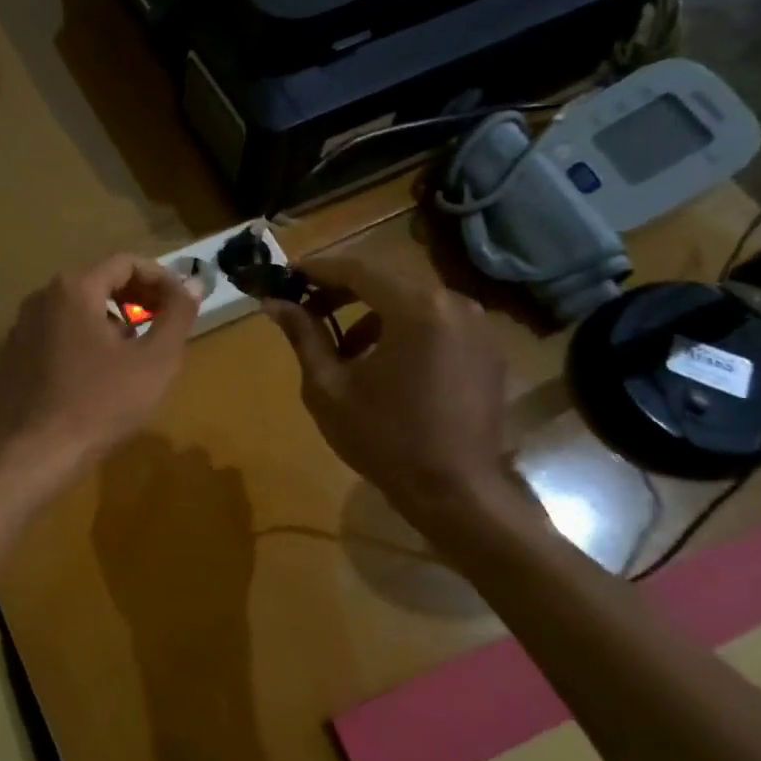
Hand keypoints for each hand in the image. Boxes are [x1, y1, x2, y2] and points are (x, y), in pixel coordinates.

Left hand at [0, 254, 201, 489]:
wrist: (34, 455)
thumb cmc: (101, 404)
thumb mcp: (155, 361)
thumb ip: (178, 315)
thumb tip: (191, 283)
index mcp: (74, 289)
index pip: (126, 263)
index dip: (161, 279)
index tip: (182, 304)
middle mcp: (41, 297)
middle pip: (98, 282)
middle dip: (136, 299)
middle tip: (162, 328)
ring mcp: (21, 327)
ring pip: (76, 310)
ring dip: (110, 321)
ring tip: (131, 356)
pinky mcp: (12, 356)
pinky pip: (56, 334)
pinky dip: (82, 341)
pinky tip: (94, 377)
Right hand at [262, 245, 520, 537]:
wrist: (456, 491)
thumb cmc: (384, 439)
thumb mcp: (329, 388)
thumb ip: (304, 336)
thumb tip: (273, 303)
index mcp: (415, 308)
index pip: (358, 269)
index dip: (318, 269)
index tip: (286, 274)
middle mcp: (454, 303)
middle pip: (387, 280)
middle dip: (343, 290)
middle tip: (306, 306)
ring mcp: (478, 326)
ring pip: (413, 302)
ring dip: (373, 313)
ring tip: (342, 347)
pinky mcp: (487, 349)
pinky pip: (437, 323)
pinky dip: (404, 330)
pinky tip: (383, 364)